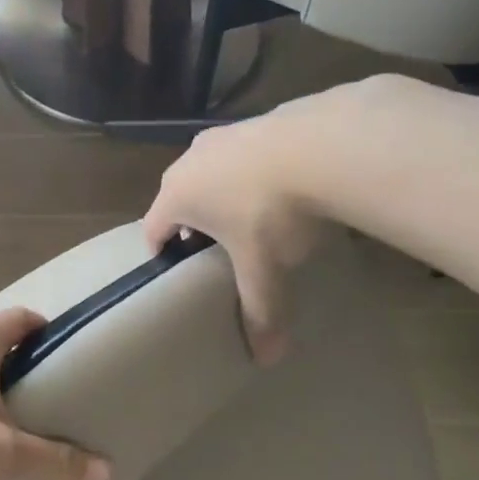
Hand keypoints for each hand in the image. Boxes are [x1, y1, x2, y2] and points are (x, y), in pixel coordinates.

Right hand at [142, 99, 335, 363]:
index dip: (160, 252)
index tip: (175, 271)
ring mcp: (225, 133)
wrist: (325, 144)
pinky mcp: (259, 119)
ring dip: (222, 193)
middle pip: (179, 196)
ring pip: (211, 170)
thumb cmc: (273, 212)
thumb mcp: (264, 268)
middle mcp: (191, 159)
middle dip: (192, 222)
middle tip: (214, 250)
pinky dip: (253, 172)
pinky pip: (244, 153)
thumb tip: (267, 360)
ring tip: (251, 218)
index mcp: (178, 194)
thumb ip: (260, 311)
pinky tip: (283, 187)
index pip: (153, 228)